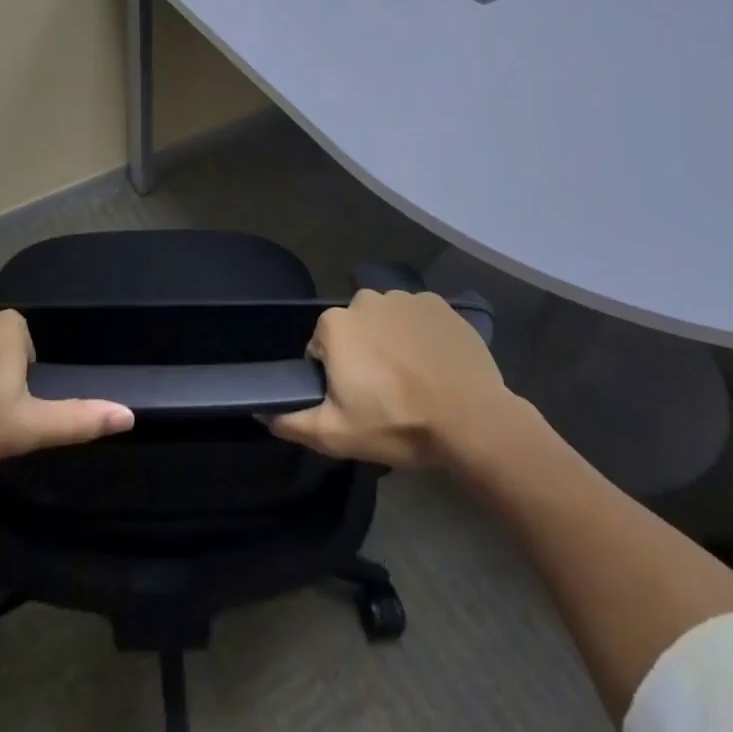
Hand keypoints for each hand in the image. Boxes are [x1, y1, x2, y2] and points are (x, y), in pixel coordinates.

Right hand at [269, 290, 521, 468]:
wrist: (472, 421)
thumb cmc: (398, 424)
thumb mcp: (337, 435)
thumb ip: (292, 421)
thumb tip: (260, 411)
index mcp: (335, 325)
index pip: (321, 348)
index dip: (335, 375)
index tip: (357, 400)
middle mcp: (365, 300)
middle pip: (354, 330)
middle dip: (363, 355)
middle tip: (385, 394)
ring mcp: (404, 298)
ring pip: (386, 321)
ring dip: (391, 343)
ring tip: (414, 381)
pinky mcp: (438, 304)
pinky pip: (418, 318)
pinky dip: (421, 336)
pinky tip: (435, 365)